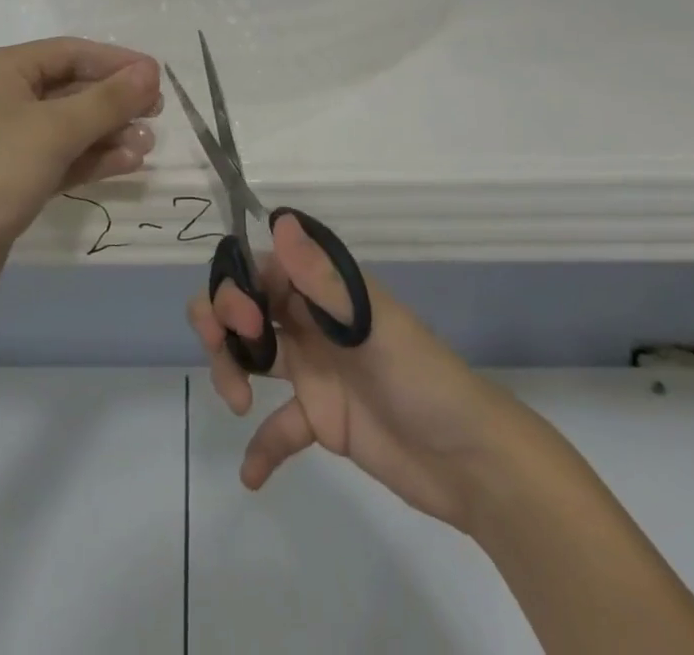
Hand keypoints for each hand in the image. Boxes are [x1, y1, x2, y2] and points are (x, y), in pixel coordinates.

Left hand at [0, 38, 162, 302]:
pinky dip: (90, 158)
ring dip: (108, 132)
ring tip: (147, 146)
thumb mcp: (55, 131)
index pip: (69, 52)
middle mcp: (0, 96)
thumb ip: (108, 100)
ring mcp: (4, 139)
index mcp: (0, 69)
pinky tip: (126, 164)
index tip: (158, 77)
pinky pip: (58, 156)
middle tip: (157, 113)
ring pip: (67, 125)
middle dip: (114, 101)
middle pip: (70, 87)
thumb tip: (150, 71)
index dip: (116, 62)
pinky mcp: (10, 177)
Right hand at [190, 214, 520, 532]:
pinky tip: (250, 474)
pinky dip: (261, 446)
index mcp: (324, 289)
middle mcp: (311, 321)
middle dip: (221, 323)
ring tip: (238, 406)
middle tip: (229, 358)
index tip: (242, 322)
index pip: (260, 270)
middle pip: (245, 308)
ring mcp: (314, 370)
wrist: (472, 463)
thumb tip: (279, 220)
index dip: (236, 288)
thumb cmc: (421, 378)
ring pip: (252, 356)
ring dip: (231, 372)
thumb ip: (321, 278)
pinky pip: (278, 426)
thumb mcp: (370, 325)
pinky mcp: (321, 419)